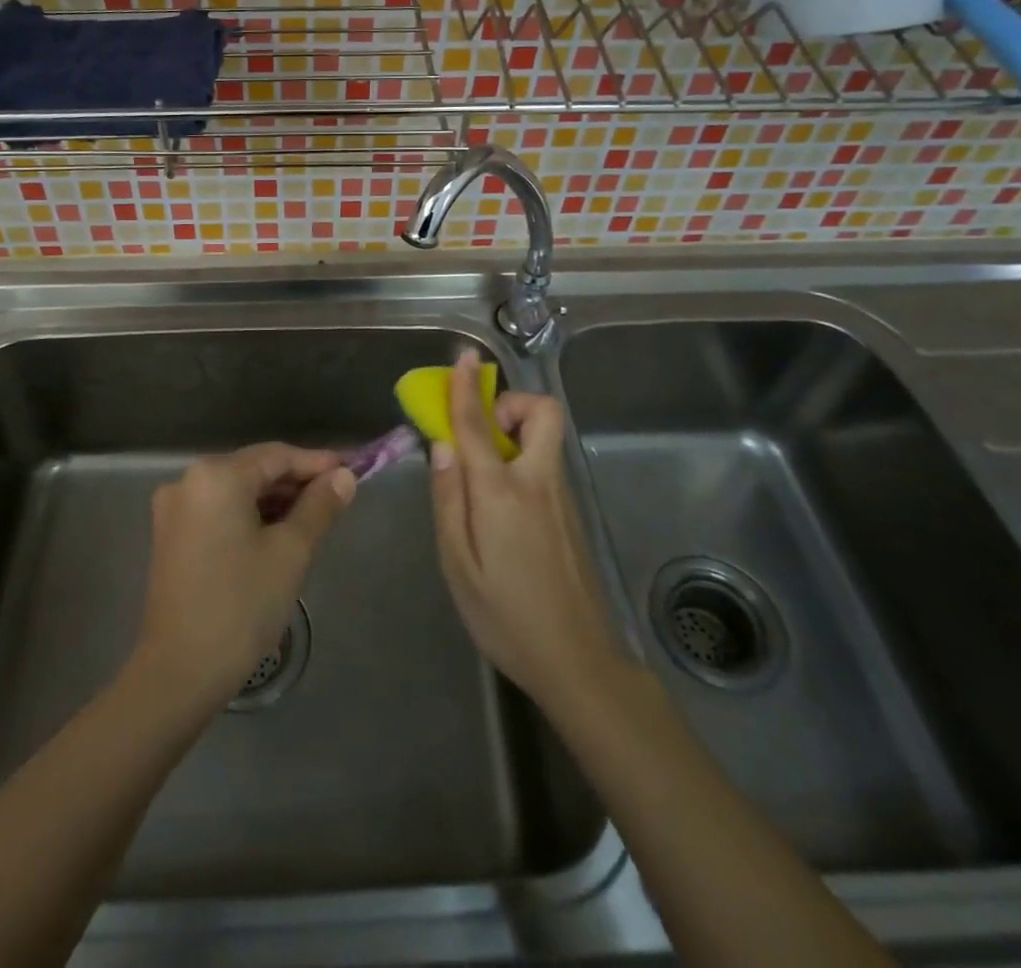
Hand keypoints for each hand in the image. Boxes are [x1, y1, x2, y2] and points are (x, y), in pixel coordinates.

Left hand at [132, 443, 355, 711]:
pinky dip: (249, 516)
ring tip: (315, 517)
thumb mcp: (290, 552)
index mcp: (216, 476)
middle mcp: (188, 481)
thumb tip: (344, 477)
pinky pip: (219, 511)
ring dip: (275, 501)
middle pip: (254, 470)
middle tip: (338, 497)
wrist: (180, 672)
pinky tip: (278, 533)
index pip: (277, 456)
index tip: (353, 471)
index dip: (317, 463)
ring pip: (237, 491)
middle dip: (297, 483)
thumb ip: (319, 507)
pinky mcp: (171, 536)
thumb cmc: (241, 606)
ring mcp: (174, 509)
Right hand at [430, 352, 618, 711]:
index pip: (477, 425)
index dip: (465, 388)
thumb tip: (442, 446)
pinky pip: (547, 462)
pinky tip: (502, 502)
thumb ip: (448, 499)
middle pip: (542, 413)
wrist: (578, 662)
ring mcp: (562, 497)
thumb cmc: (505, 616)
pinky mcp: (572, 513)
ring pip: (546, 437)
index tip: (461, 358)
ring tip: (483, 470)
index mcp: (502, 492)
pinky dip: (524, 456)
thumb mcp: (458, 564)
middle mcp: (538, 482)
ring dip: (516, 430)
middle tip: (483, 431)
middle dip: (512, 404)